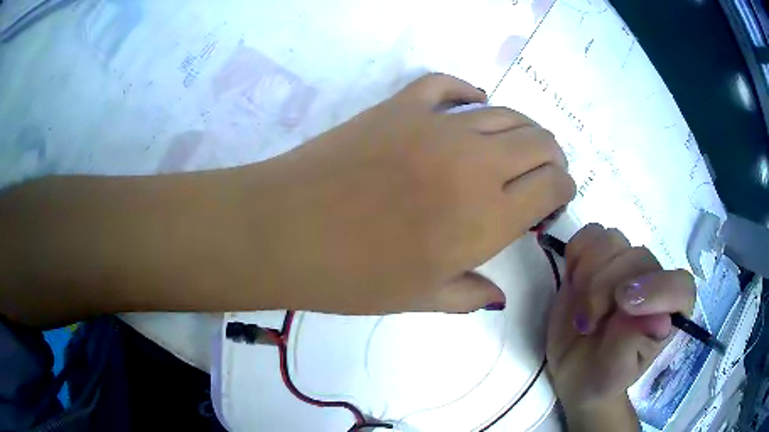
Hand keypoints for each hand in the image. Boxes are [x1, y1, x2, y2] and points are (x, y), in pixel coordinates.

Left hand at [237, 73, 574, 314]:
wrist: (288, 232)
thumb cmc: (354, 277)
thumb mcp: (421, 298)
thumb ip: (470, 294)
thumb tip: (498, 295)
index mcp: (488, 217)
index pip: (552, 186)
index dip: (562, 189)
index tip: (556, 196)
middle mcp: (476, 163)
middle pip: (540, 142)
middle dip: (552, 156)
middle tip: (545, 170)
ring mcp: (438, 125)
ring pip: (505, 112)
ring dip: (523, 128)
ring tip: (518, 143)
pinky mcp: (401, 105)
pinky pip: (448, 85)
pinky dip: (468, 92)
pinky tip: (473, 104)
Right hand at [546, 224, 695, 411]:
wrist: (575, 371)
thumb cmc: (600, 379)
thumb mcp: (613, 374)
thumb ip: (632, 345)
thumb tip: (658, 319)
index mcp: (667, 312)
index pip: (679, 287)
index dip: (657, 289)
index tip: (622, 305)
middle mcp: (651, 282)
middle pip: (638, 257)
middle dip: (605, 288)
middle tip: (586, 325)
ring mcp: (624, 267)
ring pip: (612, 240)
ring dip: (588, 273)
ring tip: (580, 308)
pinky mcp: (598, 259)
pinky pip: (590, 235)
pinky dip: (577, 253)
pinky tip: (573, 281)